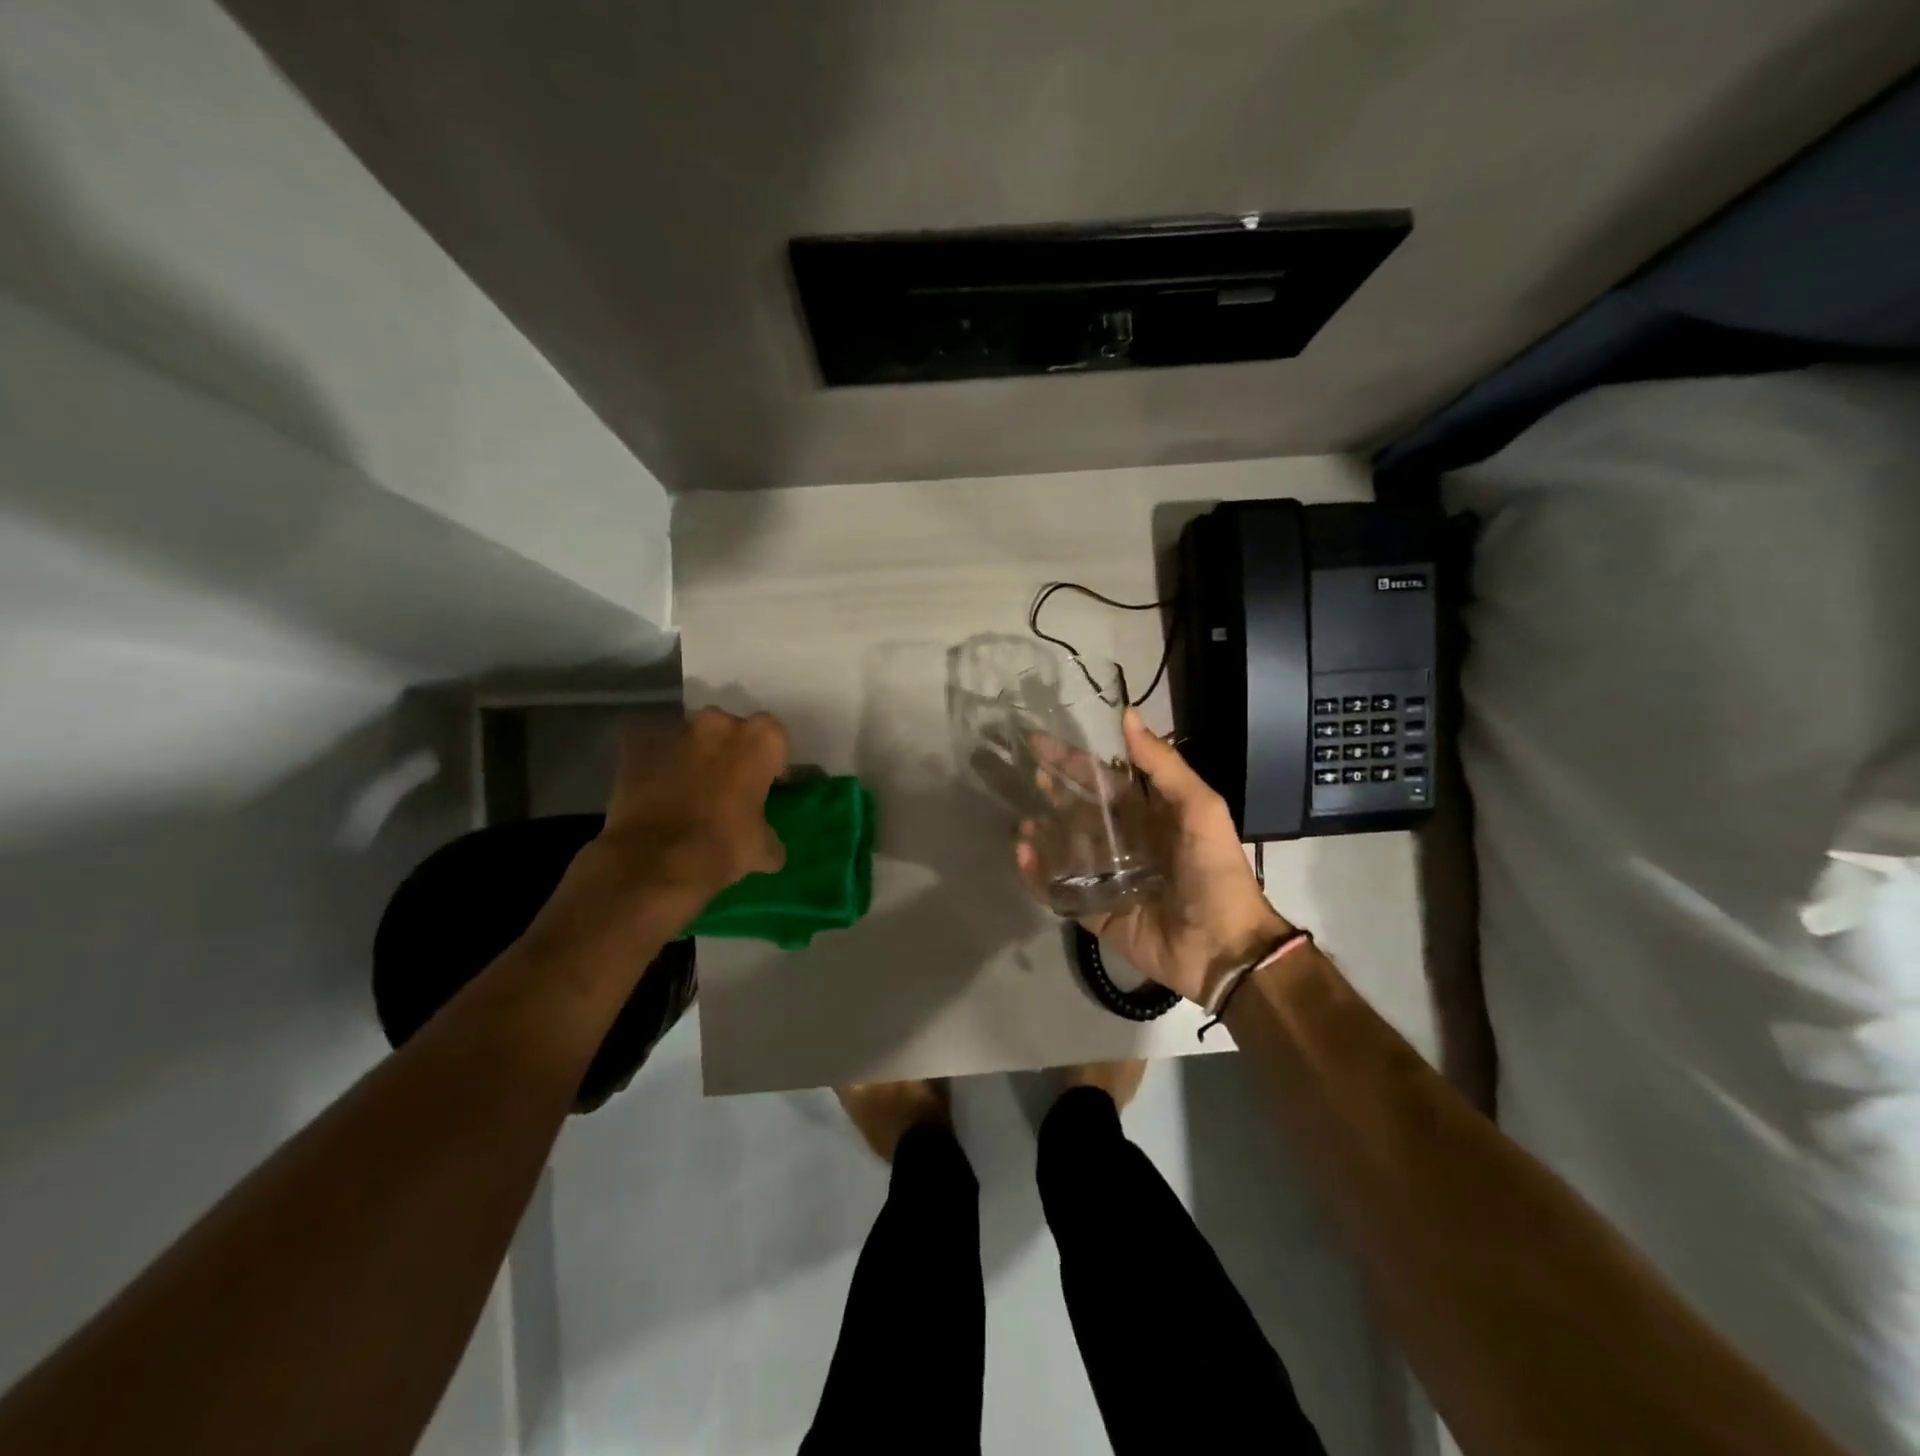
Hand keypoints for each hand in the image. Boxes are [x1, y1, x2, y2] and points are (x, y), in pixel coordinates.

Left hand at [524, 708, 788, 956]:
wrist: (656, 861)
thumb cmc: (724, 847)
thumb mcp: (763, 849)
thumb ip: (768, 833)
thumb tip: (767, 844)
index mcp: (760, 739)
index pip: (772, 735)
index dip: (768, 759)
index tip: (763, 782)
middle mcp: (719, 724)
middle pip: (728, 729)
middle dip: (727, 750)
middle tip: (725, 784)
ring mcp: (674, 731)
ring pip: (688, 736)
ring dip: (690, 754)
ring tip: (686, 788)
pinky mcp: (634, 744)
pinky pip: (648, 746)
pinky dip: (651, 762)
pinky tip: (653, 788)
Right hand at [1018, 710, 1288, 1002]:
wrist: (1224, 947)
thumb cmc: (1214, 872)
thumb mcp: (1200, 808)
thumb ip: (1163, 765)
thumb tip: (1127, 715)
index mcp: (1148, 815)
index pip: (1102, 780)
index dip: (1073, 760)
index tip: (1039, 742)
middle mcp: (1125, 841)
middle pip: (1079, 811)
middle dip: (1053, 793)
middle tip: (1026, 776)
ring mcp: (1108, 877)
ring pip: (1065, 849)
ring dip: (1043, 833)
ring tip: (1024, 823)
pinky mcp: (1096, 911)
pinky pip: (1061, 890)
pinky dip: (1039, 875)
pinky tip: (1024, 857)